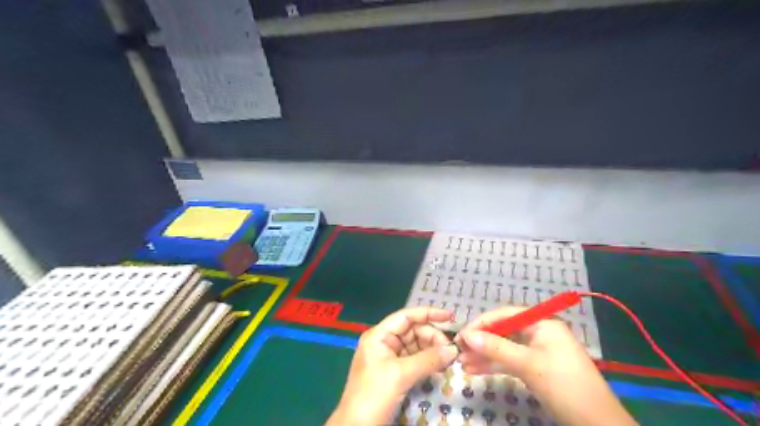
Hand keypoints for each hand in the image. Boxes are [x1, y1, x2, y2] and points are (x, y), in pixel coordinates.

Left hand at [325, 307, 455, 423]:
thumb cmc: (373, 394)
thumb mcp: (400, 375)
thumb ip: (427, 359)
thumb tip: (453, 350)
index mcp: (379, 335)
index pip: (406, 317)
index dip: (428, 313)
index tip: (450, 316)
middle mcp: (384, 342)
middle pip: (413, 331)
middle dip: (433, 337)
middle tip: (450, 351)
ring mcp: (390, 358)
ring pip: (416, 346)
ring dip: (432, 350)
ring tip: (448, 359)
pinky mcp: (395, 373)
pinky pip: (416, 360)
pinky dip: (428, 362)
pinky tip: (440, 367)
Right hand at [453, 305, 636, 425]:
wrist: (596, 423)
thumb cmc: (564, 384)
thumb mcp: (528, 364)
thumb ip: (496, 348)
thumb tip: (466, 336)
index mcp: (541, 322)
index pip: (504, 315)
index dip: (481, 324)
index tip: (461, 336)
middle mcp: (537, 332)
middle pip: (502, 331)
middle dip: (480, 342)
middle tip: (458, 351)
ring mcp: (536, 350)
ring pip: (504, 348)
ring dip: (483, 355)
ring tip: (462, 364)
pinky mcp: (535, 367)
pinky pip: (510, 361)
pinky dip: (493, 365)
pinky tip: (474, 370)